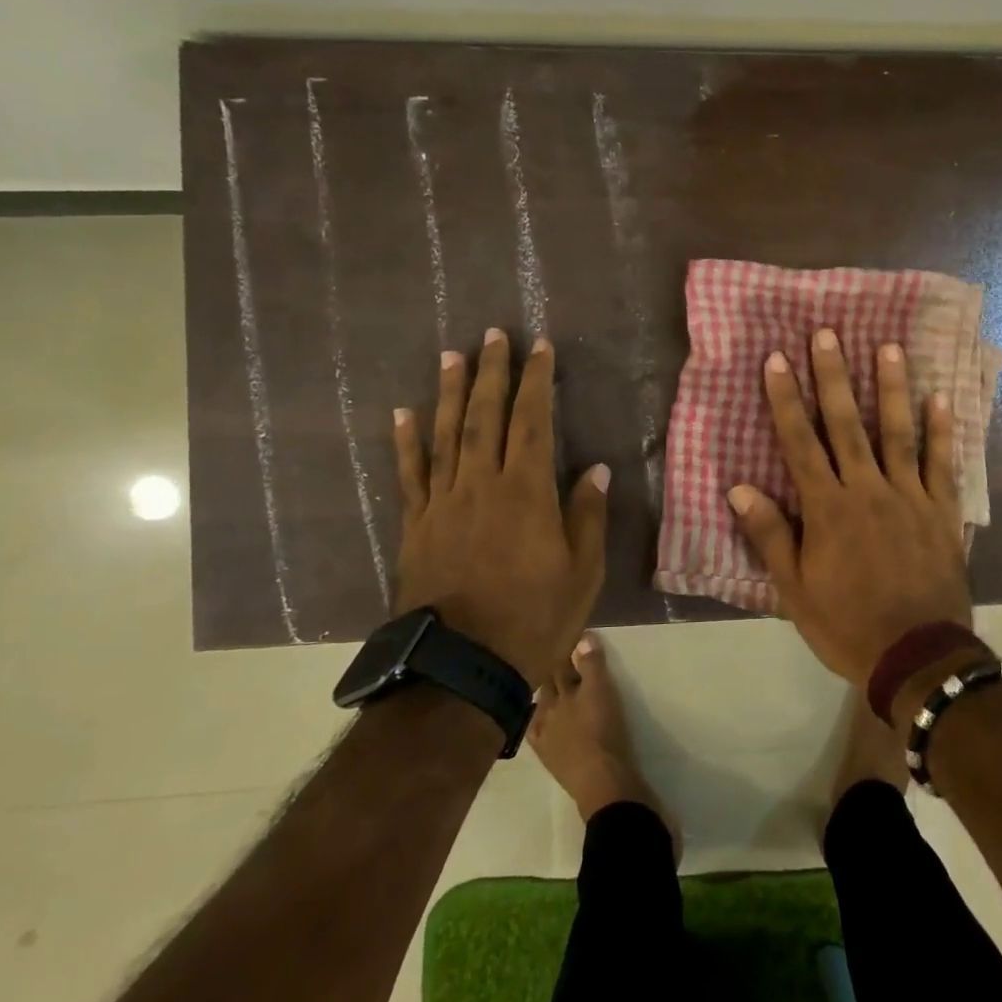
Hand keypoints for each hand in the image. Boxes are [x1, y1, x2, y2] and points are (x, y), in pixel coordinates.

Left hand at [392, 329, 609, 685]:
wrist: (463, 666)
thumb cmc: (535, 618)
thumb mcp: (582, 571)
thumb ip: (587, 515)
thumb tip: (596, 469)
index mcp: (526, 492)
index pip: (532, 422)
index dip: (536, 382)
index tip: (539, 348)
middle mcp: (481, 485)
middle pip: (485, 417)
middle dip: (492, 372)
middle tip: (493, 335)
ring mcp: (442, 503)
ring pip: (446, 435)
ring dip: (451, 392)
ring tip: (453, 356)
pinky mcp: (416, 525)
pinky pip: (410, 474)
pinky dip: (407, 441)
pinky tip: (404, 412)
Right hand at [728, 328, 973, 684]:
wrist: (917, 656)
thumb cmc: (846, 624)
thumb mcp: (794, 590)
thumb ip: (770, 535)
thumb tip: (738, 488)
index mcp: (827, 509)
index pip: (800, 443)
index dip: (785, 399)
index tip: (777, 359)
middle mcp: (867, 490)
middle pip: (847, 425)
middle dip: (834, 377)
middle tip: (828, 333)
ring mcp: (909, 497)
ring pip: (898, 433)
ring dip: (892, 388)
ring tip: (888, 347)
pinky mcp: (942, 511)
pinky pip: (942, 464)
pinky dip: (941, 431)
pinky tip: (941, 399)